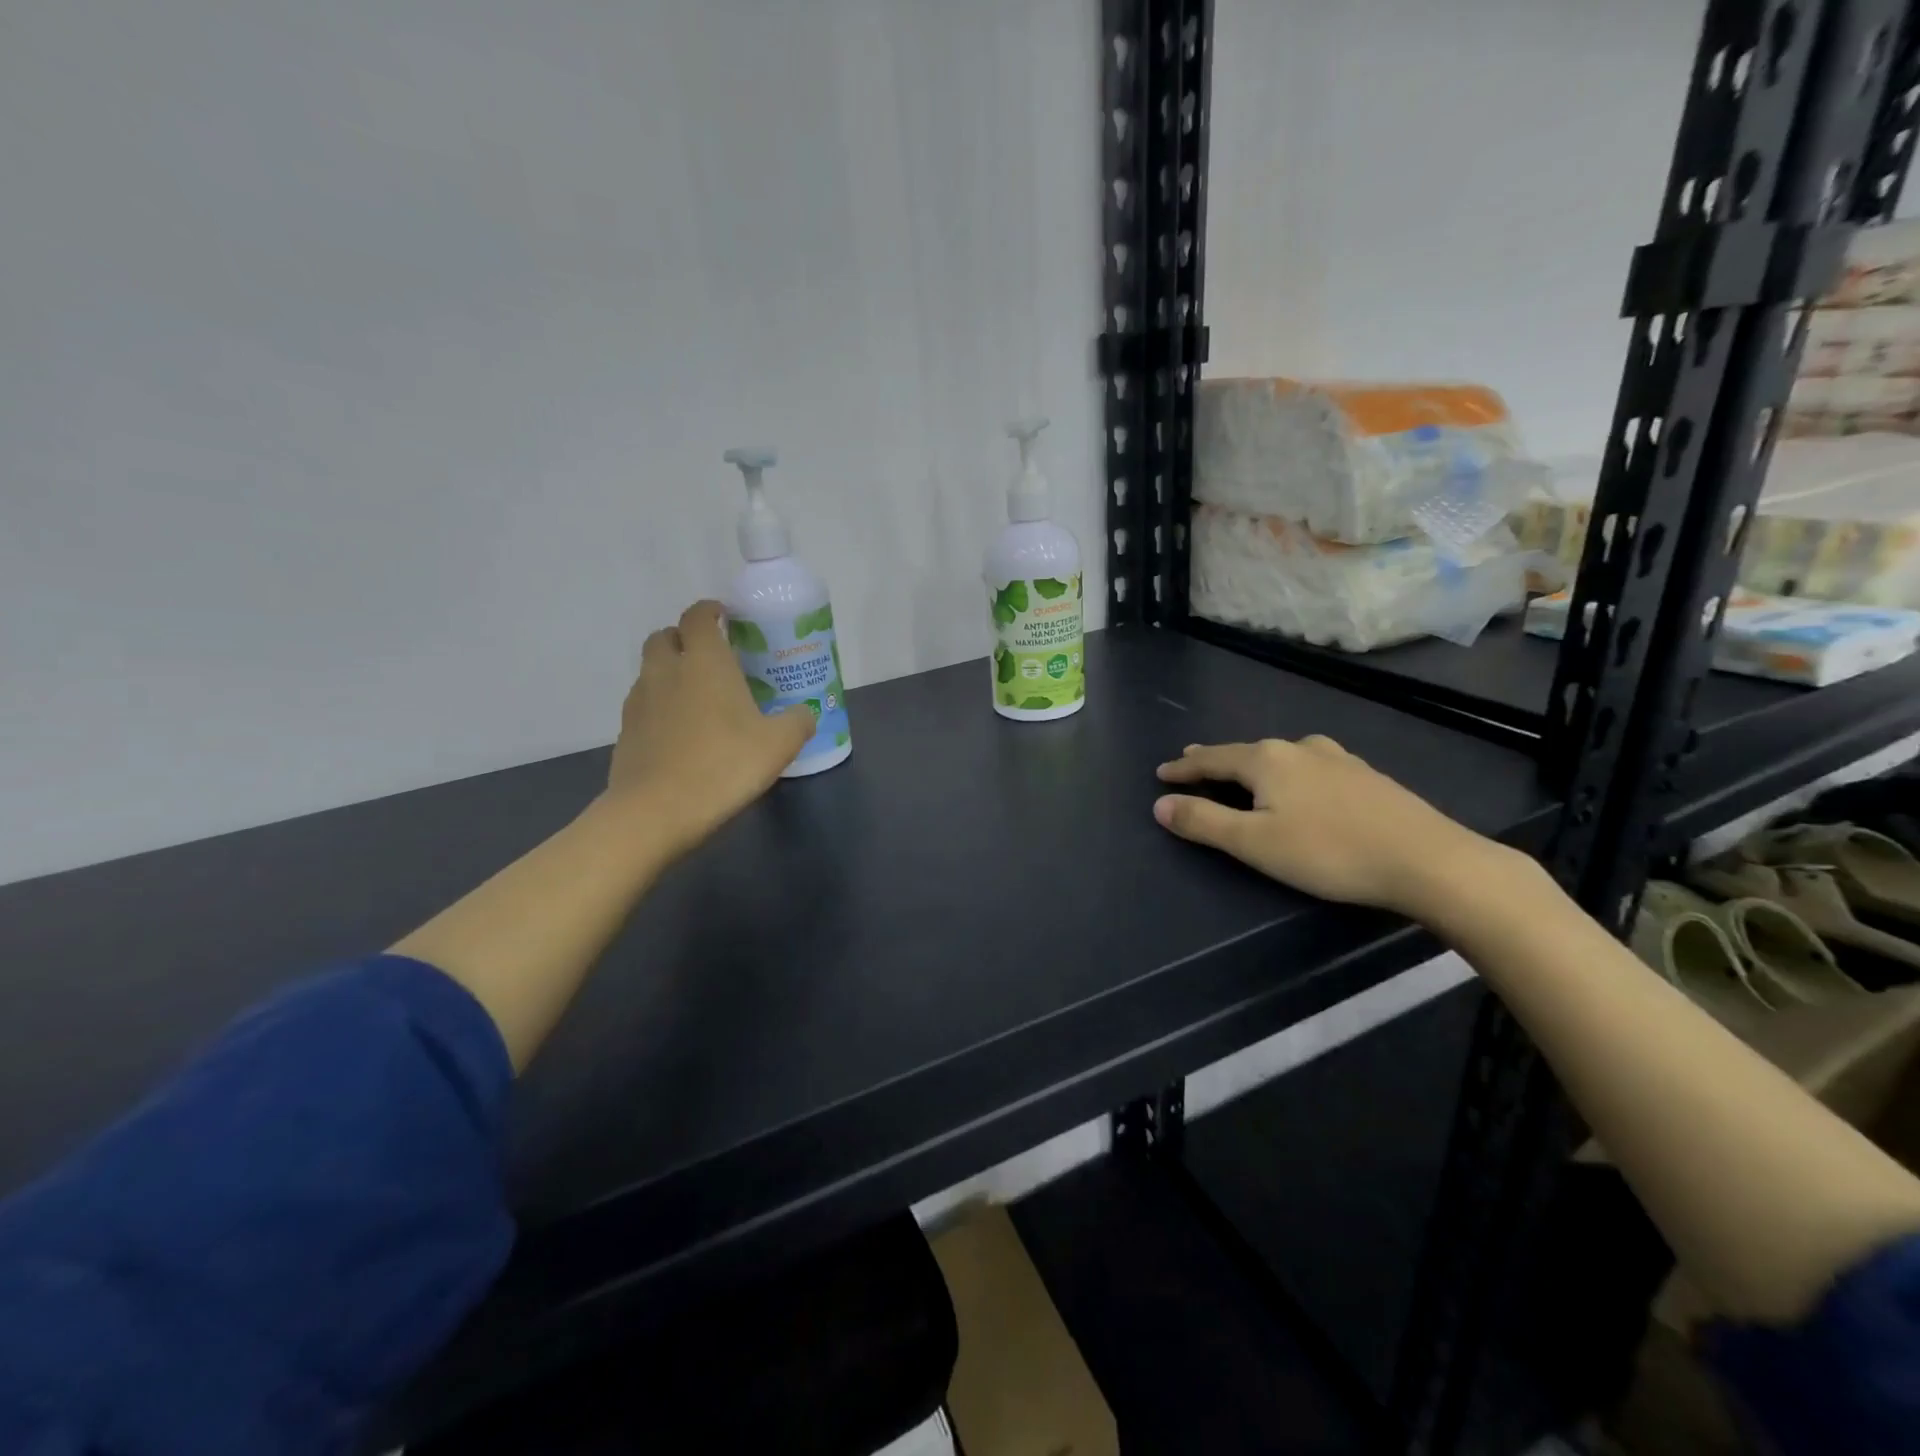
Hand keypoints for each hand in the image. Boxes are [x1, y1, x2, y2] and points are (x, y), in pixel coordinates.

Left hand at [603, 600, 813, 859]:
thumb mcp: (779, 745)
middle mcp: (666, 671)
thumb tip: (804, 714)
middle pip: (665, 636)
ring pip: (651, 670)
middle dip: (685, 638)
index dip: (710, 611)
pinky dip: (660, 705)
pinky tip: (681, 732)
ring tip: (697, 697)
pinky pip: (644, 704)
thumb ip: (797, 722)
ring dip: (670, 672)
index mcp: (704, 662)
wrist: (656, 811)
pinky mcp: (626, 731)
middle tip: (710, 657)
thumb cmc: (724, 766)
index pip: (698, 616)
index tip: (725, 617)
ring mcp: (640, 701)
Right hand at [1153, 735, 1514, 915]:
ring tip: (1243, 769)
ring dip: (1254, 763)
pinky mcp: (1365, 776)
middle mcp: (1298, 748)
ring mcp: (1336, 758)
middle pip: (1245, 752)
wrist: (1426, 859)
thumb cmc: (1328, 853)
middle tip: (1192, 761)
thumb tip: (1161, 804)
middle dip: (1215, 759)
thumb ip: (1203, 822)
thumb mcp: (1254, 844)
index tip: (1161, 772)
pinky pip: (1310, 765)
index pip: (1211, 759)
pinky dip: (1289, 771)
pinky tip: (1302, 779)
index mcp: (1266, 760)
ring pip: (1281, 756)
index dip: (1183, 767)